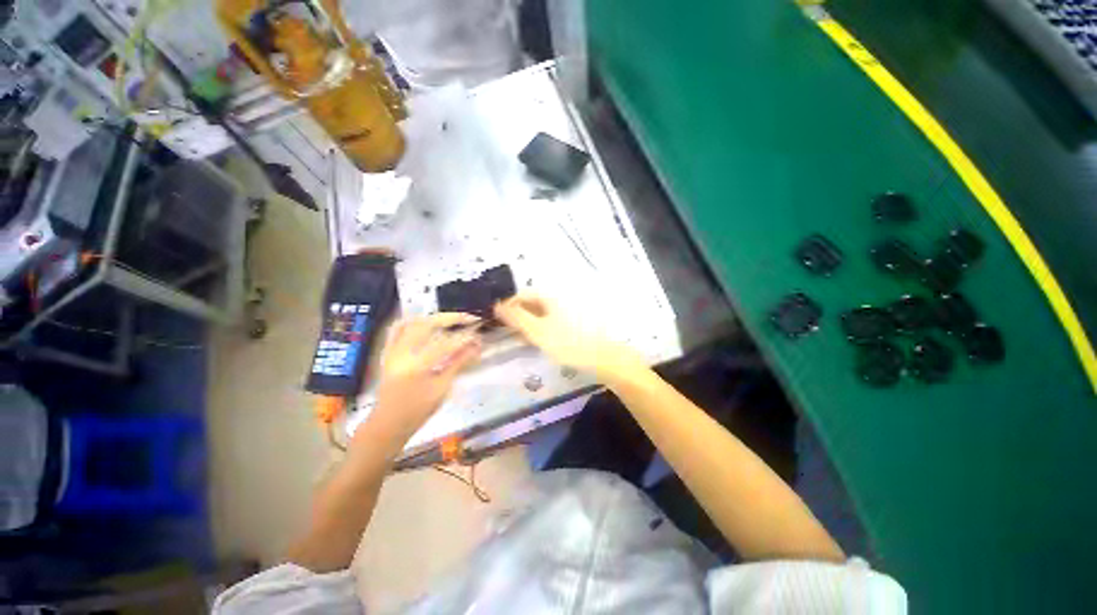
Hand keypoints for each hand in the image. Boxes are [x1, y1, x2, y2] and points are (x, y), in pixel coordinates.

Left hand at [364, 313, 482, 447]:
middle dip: (451, 318)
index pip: (445, 343)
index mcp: (416, 365)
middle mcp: (402, 353)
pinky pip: (396, 329)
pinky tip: (425, 322)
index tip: (479, 333)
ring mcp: (392, 350)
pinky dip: (412, 322)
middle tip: (469, 319)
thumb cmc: (418, 410)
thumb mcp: (442, 387)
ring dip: (433, 317)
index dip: (465, 337)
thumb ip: (458, 363)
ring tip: (451, 319)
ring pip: (412, 322)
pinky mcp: (388, 352)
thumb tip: (476, 345)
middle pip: (427, 324)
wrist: (388, 424)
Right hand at [494, 291, 645, 383]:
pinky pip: (553, 319)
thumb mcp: (539, 332)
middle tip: (510, 332)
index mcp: (551, 296)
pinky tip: (541, 340)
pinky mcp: (575, 320)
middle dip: (519, 315)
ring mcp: (569, 309)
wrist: (605, 358)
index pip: (523, 294)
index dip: (509, 306)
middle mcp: (560, 298)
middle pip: (533, 302)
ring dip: (530, 322)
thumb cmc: (569, 343)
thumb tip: (498, 305)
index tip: (498, 321)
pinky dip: (543, 327)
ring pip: (543, 312)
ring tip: (523, 338)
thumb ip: (517, 318)